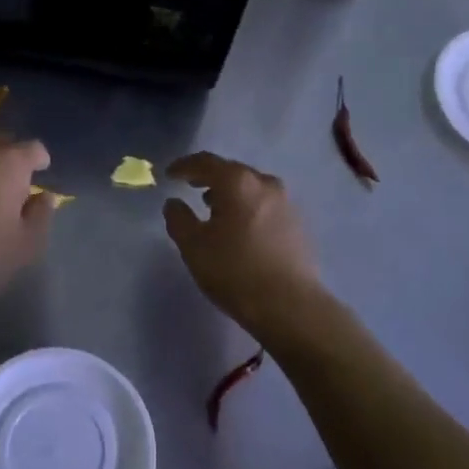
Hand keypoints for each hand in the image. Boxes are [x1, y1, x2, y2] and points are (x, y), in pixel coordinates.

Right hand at [163, 153, 323, 340]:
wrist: (290, 305)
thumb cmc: (234, 271)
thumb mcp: (193, 246)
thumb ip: (178, 219)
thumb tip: (174, 203)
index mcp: (237, 182)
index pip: (206, 162)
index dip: (184, 166)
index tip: (170, 174)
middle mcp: (265, 184)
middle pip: (232, 171)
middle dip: (209, 178)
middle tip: (192, 187)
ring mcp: (287, 203)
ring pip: (251, 188)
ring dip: (231, 194)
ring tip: (215, 209)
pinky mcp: (298, 224)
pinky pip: (265, 205)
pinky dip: (248, 208)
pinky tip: (240, 228)